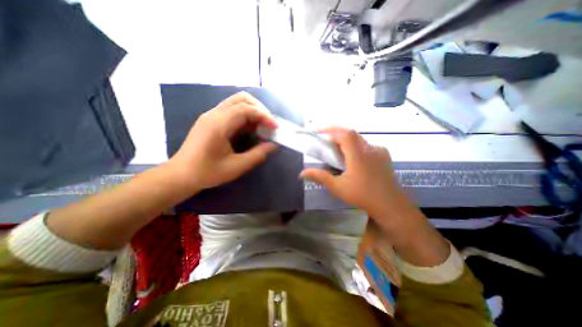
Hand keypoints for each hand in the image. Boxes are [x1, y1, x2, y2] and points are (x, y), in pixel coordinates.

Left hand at [168, 92, 278, 191]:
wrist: (181, 174)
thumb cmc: (207, 172)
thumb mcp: (236, 167)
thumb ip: (258, 155)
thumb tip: (274, 145)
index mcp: (219, 124)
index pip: (246, 109)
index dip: (264, 116)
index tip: (275, 128)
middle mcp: (214, 114)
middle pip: (241, 98)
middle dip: (260, 109)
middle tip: (269, 124)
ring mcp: (211, 115)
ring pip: (237, 101)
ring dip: (253, 110)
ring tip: (262, 126)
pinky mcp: (211, 119)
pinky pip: (232, 109)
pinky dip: (245, 115)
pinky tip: (250, 128)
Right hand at [300, 129, 404, 217]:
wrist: (390, 205)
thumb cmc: (362, 195)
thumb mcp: (337, 187)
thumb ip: (320, 177)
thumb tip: (301, 173)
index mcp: (358, 154)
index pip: (345, 134)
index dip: (331, 129)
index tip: (319, 132)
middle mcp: (369, 148)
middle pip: (351, 134)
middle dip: (337, 133)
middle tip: (326, 141)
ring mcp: (379, 151)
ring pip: (359, 139)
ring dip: (347, 140)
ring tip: (338, 150)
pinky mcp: (384, 155)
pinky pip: (367, 145)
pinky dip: (357, 146)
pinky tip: (354, 158)